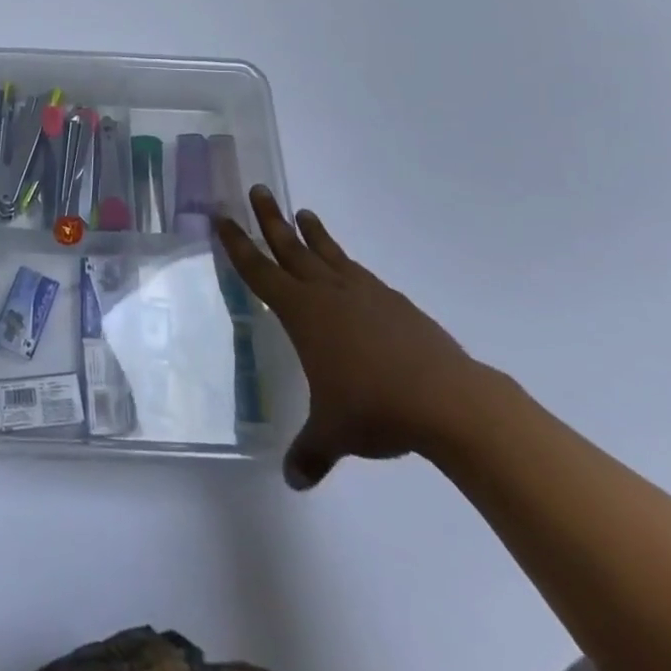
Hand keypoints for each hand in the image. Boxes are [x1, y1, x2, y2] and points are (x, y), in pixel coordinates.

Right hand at [216, 186, 486, 489]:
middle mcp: (327, 293)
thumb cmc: (375, 408)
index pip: (259, 271)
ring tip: (303, 212)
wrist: (447, 399)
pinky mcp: (394, 302)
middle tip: (258, 188)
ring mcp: (364, 293)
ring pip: (328, 253)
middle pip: (290, 247)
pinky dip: (347, 264)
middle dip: (270, 219)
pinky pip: (360, 274)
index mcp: (301, 312)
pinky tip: (350, 271)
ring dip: (312, 233)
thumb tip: (294, 481)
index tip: (223, 218)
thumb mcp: (335, 433)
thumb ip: (310, 452)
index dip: (238, 245)